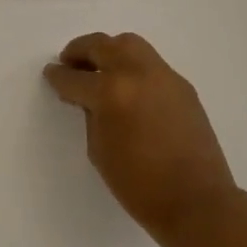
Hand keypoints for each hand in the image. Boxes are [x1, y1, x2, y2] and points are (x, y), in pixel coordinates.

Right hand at [43, 32, 239, 240]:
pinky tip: (127, 87)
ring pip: (131, 45)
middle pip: (103, 45)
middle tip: (69, 62)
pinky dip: (132, 66)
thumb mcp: (99, 149)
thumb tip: (90, 99)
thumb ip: (91, 115)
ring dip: (109, 50)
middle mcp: (138, 74)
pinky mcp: (183, 86)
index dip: (58, 76)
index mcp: (111, 93)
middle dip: (81, 51)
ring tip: (98, 68)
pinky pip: (151, 63)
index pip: (75, 77)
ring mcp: (164, 77)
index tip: (51, 74)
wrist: (196, 201)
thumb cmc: (138, 185)